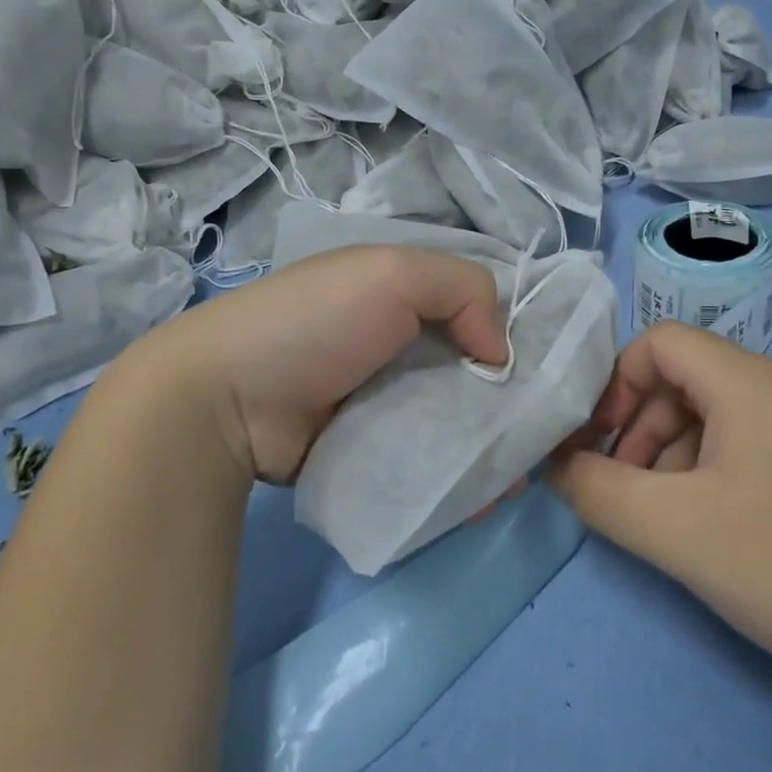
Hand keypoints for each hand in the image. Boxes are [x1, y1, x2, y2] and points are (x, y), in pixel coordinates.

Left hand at [114, 246, 506, 484]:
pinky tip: (482, 498)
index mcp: (402, 297)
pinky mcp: (370, 450)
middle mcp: (399, 346)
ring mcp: (383, 401)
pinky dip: (454, 476)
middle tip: (540, 436)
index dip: (511, 336)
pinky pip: (425, 460)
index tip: (545, 372)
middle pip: (470, 373)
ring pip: (453, 421)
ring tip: (516, 477)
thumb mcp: (393, 273)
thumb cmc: (315, 322)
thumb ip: (464, 289)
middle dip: (507, 402)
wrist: (226, 400)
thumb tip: (500, 353)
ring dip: (486, 446)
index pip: (475, 310)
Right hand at [549, 323, 771, 687]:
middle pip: (685, 378)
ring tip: (665, 520)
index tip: (596, 446)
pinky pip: (747, 445)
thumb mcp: (675, 530)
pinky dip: (709, 473)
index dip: (615, 384)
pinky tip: (712, 530)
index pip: (660, 342)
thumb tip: (558, 466)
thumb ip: (598, 490)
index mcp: (751, 381)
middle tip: (624, 492)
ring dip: (670, 455)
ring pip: (714, 415)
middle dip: (638, 428)